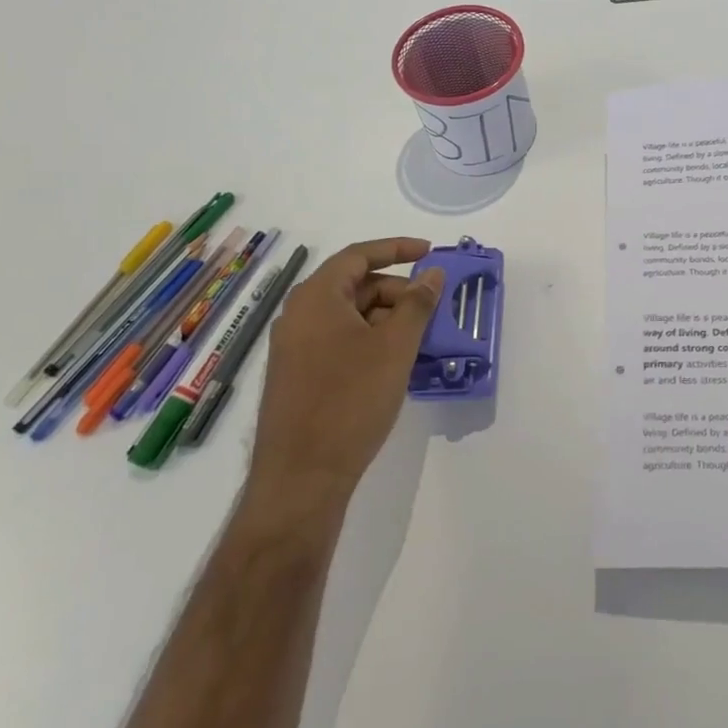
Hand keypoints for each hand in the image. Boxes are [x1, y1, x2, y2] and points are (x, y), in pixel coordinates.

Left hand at [244, 238, 444, 519]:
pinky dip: (370, 341)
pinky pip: (339, 341)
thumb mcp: (395, 347)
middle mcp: (299, 315)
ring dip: (386, 319)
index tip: (430, 252)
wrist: (301, 478)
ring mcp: (295, 348)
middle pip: (354, 285)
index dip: (397, 248)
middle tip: (431, 308)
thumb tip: (433, 273)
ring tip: (420, 339)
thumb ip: (417, 303)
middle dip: (397, 291)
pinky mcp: (298, 376)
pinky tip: (395, 363)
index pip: (359, 255)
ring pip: (349, 316)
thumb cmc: (350, 401)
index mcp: (316, 297)